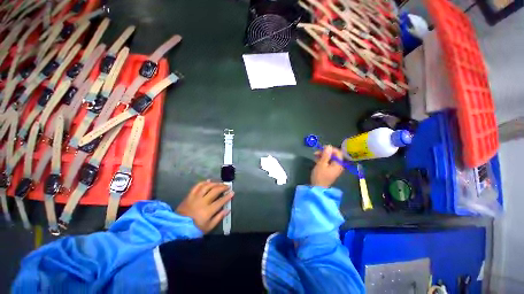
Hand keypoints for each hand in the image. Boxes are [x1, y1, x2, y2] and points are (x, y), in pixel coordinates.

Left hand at [176, 181, 233, 233]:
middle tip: (227, 186)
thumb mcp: (208, 227)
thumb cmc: (194, 229)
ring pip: (207, 186)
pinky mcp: (189, 196)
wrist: (177, 228)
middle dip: (223, 187)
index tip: (232, 192)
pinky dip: (203, 182)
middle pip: (215, 191)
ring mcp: (195, 197)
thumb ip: (219, 217)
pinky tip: (208, 181)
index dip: (228, 196)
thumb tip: (227, 210)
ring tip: (220, 183)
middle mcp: (202, 202)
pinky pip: (197, 186)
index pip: (221, 201)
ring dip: (215, 183)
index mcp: (208, 211)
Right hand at [311, 145, 344, 187]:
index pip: (338, 152)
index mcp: (338, 164)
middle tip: (316, 152)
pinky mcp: (330, 170)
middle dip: (325, 152)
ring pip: (330, 158)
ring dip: (323, 156)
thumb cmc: (320, 176)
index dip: (330, 149)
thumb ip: (325, 155)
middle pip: (334, 155)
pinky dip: (323, 160)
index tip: (321, 148)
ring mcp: (334, 168)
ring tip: (315, 156)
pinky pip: (328, 162)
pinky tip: (316, 160)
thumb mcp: (321, 164)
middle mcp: (338, 165)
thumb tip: (328, 146)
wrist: (318, 188)